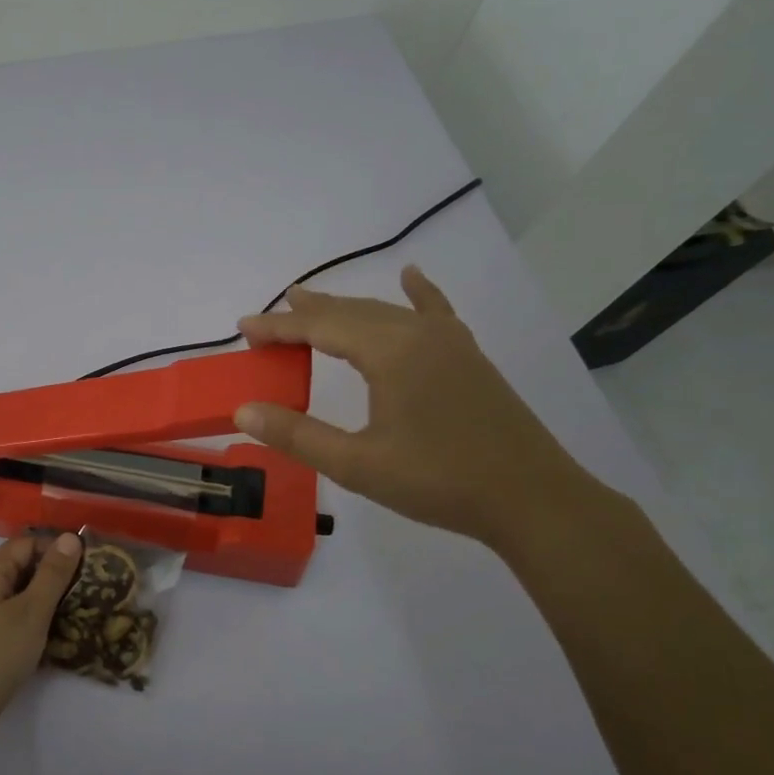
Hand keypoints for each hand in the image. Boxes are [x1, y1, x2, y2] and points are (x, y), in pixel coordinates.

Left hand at [0, 533, 84, 742]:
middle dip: (50, 576)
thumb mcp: (33, 610)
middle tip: (81, 593)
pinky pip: (3, 614)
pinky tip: (42, 636)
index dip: (57, 550)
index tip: (85, 569)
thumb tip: (70, 537)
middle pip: (18, 566)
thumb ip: (53, 573)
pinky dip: (24, 618)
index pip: (27, 543)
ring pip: (12, 592)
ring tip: (68, 615)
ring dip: (39, 599)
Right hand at [235, 266, 601, 547]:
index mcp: (390, 352)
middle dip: (306, 315)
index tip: (243, 328)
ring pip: (385, 312)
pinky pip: (434, 313)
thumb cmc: (439, 481)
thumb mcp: (357, 465)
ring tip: (311, 304)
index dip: (278, 327)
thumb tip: (244, 411)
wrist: (531, 498)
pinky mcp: (468, 357)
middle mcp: (418, 334)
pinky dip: (417, 294)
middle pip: (351, 312)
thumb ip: (297, 435)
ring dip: (345, 309)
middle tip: (268, 320)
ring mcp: (449, 342)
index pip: (320, 327)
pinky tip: (411, 276)